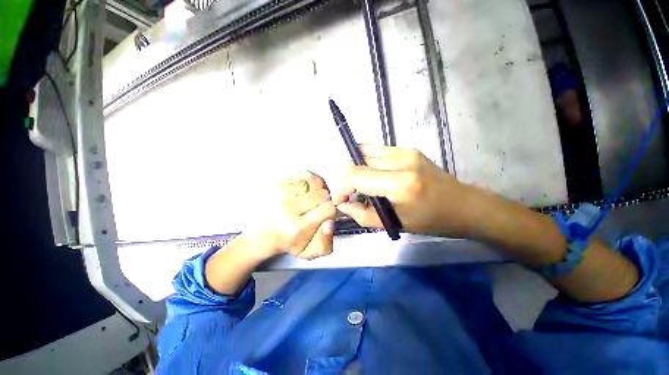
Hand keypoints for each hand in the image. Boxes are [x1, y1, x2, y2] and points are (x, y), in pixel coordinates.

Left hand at [244, 171, 336, 259]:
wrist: (260, 234)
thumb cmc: (285, 242)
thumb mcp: (307, 251)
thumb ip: (325, 242)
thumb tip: (329, 222)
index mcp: (297, 227)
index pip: (328, 209)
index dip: (331, 211)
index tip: (325, 214)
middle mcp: (288, 208)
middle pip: (323, 194)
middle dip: (325, 200)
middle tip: (319, 206)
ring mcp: (281, 193)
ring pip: (314, 182)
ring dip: (318, 189)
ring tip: (313, 197)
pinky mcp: (277, 183)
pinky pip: (304, 174)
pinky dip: (309, 180)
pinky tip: (307, 189)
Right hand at [334, 145, 473, 236]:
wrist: (464, 204)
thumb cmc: (431, 220)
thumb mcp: (394, 223)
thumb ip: (362, 215)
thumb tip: (342, 205)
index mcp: (400, 184)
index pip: (355, 176)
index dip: (341, 187)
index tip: (340, 199)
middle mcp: (401, 160)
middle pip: (357, 161)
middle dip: (346, 179)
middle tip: (350, 194)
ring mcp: (405, 150)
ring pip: (364, 152)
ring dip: (356, 169)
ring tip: (360, 185)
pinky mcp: (408, 148)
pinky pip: (376, 151)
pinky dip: (366, 162)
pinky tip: (371, 175)